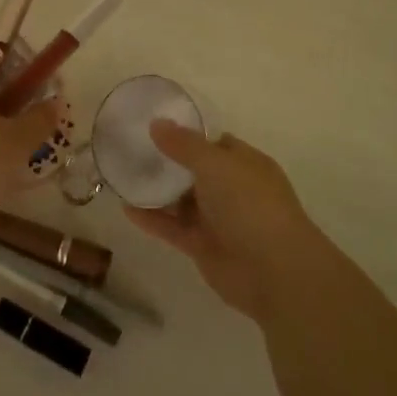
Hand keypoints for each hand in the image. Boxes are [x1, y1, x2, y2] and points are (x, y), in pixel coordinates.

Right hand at [125, 123, 327, 324]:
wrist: (275, 272)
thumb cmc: (250, 205)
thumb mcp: (216, 164)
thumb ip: (183, 144)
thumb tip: (156, 123)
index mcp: (244, 163)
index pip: (213, 142)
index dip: (186, 134)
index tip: (154, 125)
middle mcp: (232, 189)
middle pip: (194, 171)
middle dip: (166, 161)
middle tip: (130, 148)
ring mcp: (218, 219)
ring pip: (181, 200)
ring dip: (156, 190)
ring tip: (122, 175)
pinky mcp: (203, 247)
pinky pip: (173, 227)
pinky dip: (152, 218)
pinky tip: (126, 208)